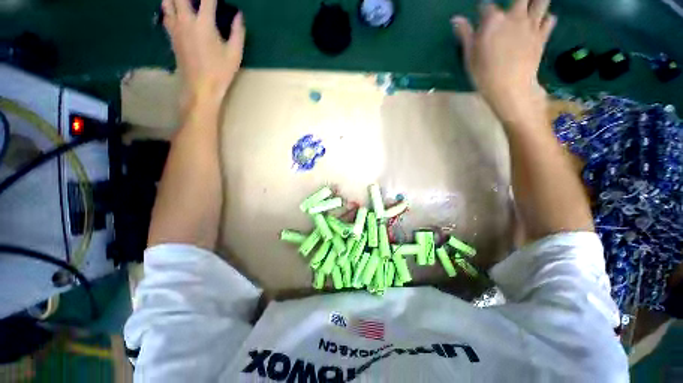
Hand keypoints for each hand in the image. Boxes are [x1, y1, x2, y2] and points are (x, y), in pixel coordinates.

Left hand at [162, 0, 245, 103]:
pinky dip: (170, 7)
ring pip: (167, 1)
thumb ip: (238, 32)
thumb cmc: (220, 72)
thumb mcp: (235, 54)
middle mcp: (186, 20)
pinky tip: (178, 10)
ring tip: (188, 3)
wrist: (200, 87)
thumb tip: (239, 15)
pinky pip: (166, 14)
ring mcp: (175, 27)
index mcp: (204, 24)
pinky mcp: (171, 35)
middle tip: (201, 1)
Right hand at [452, 0, 555, 122]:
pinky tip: (541, 22)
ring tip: (531, 7)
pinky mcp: (542, 36)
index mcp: (493, 21)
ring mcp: (531, 25)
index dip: (483, 9)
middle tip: (514, 7)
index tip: (481, 14)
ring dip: (536, 1)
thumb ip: (465, 35)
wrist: (511, 88)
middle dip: (519, 0)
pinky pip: (550, 19)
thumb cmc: (484, 74)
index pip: (486, 5)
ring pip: (541, 1)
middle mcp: (514, 16)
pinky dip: (546, 18)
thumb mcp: (469, 57)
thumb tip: (456, 19)